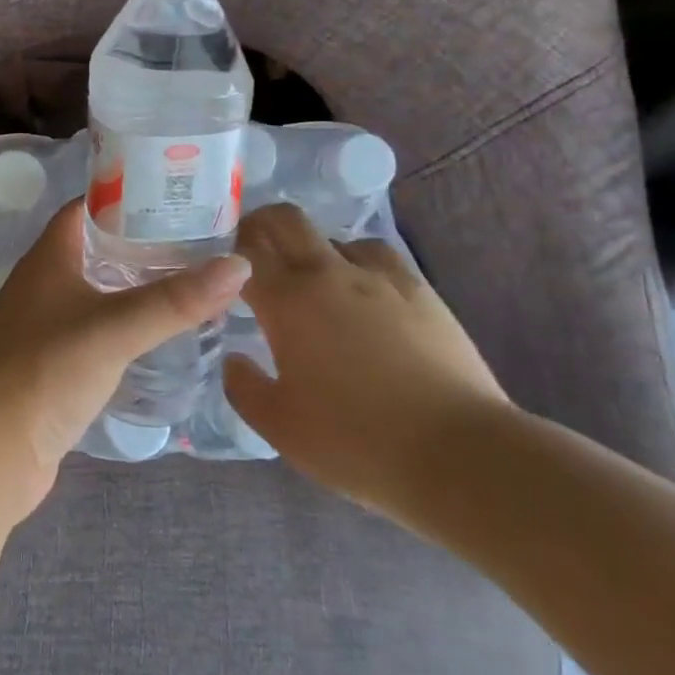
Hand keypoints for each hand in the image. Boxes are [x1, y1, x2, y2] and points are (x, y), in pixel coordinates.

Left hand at [0, 201, 249, 520]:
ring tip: (192, 282)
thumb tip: (241, 265)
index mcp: (48, 258)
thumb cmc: (45, 371)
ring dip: (136, 286)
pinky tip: (161, 334)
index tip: (176, 195)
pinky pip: (97, 330)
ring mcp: (46, 326)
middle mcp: (43, 284)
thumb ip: (175, 300)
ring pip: (98, 291)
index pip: (86, 208)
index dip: (126, 195)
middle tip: (199, 241)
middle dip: (142, 242)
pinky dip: (127, 325)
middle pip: (96, 248)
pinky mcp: (54, 364)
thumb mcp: (115, 328)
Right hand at [224, 204, 511, 521]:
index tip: (214, 267)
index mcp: (287, 302)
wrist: (460, 455)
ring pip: (334, 236)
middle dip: (260, 225)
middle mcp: (328, 274)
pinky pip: (378, 257)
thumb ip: (244, 387)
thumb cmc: (356, 441)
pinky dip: (358, 263)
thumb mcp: (280, 427)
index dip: (222, 254)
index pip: (241, 255)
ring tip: (312, 281)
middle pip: (285, 219)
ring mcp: (379, 278)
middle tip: (251, 251)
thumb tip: (234, 359)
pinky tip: (363, 293)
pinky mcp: (420, 291)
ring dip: (313, 249)